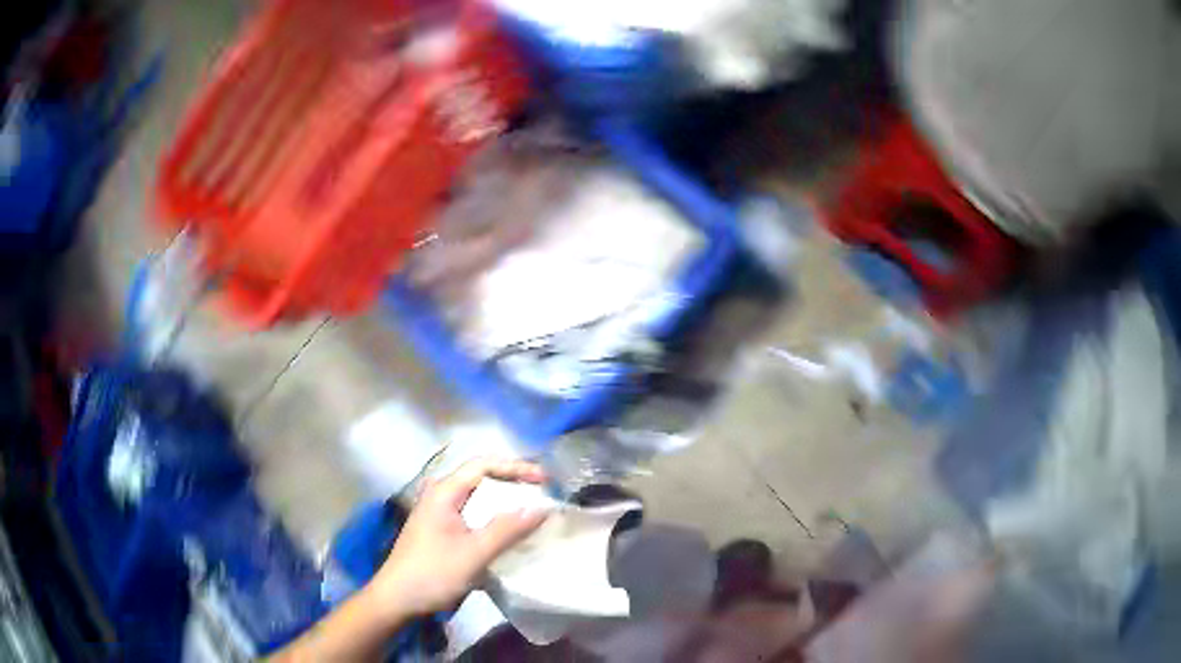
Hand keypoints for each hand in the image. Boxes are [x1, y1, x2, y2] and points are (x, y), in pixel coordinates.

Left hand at [366, 458, 548, 620]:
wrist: (397, 598)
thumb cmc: (433, 573)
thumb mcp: (474, 553)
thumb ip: (508, 529)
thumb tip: (542, 508)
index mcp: (444, 492)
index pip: (484, 465)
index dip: (516, 467)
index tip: (545, 480)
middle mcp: (440, 494)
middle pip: (480, 476)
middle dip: (512, 480)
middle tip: (542, 491)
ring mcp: (438, 511)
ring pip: (476, 495)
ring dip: (503, 498)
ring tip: (531, 506)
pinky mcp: (439, 528)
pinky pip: (471, 511)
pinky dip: (492, 514)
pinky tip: (507, 528)